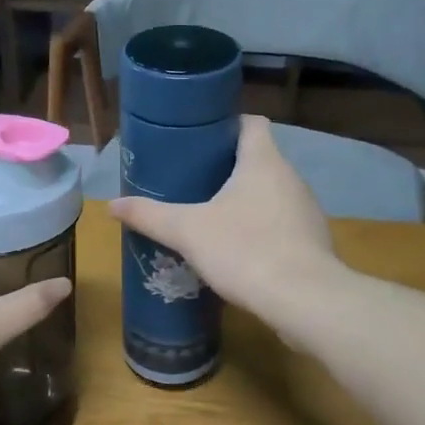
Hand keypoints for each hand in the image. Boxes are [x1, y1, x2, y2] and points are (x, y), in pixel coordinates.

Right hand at [109, 114, 344, 330]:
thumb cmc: (244, 250)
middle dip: (227, 168)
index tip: (199, 140)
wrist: (304, 301)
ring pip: (271, 192)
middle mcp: (291, 177)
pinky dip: (261, 227)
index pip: (251, 123)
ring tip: (212, 215)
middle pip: (259, 158)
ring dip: (245, 200)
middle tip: (192, 181)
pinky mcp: (313, 241)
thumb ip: (149, 216)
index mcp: (263, 161)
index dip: (227, 125)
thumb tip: (111, 206)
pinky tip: (239, 249)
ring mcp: (306, 210)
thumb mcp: (187, 232)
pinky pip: (282, 223)